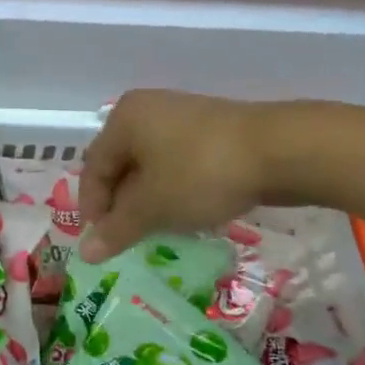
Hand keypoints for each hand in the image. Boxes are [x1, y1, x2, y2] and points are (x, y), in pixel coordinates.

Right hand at [78, 90, 274, 259]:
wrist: (280, 150)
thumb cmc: (201, 173)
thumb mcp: (153, 207)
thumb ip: (116, 230)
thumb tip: (84, 253)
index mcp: (124, 119)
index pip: (94, 167)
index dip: (92, 208)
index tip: (101, 242)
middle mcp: (148, 110)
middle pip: (121, 164)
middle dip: (122, 205)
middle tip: (127, 239)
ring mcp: (182, 117)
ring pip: (151, 166)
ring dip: (149, 200)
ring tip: (157, 231)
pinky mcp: (211, 130)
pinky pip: (178, 163)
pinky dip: (174, 189)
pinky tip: (186, 212)